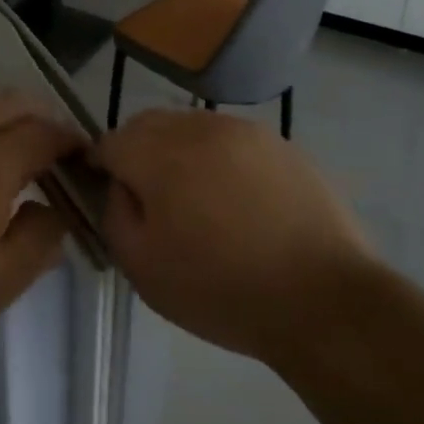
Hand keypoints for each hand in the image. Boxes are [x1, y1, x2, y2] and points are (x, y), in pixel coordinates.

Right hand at [91, 109, 376, 367]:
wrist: (322, 298)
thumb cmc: (222, 289)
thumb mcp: (142, 267)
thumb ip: (115, 214)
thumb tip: (121, 186)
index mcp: (161, 153)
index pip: (111, 141)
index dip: (101, 167)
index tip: (108, 195)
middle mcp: (202, 127)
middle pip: (151, 125)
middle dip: (139, 153)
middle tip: (151, 201)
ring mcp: (247, 131)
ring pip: (193, 128)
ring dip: (181, 153)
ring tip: (198, 202)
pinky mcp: (283, 144)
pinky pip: (233, 141)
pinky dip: (221, 160)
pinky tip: (239, 202)